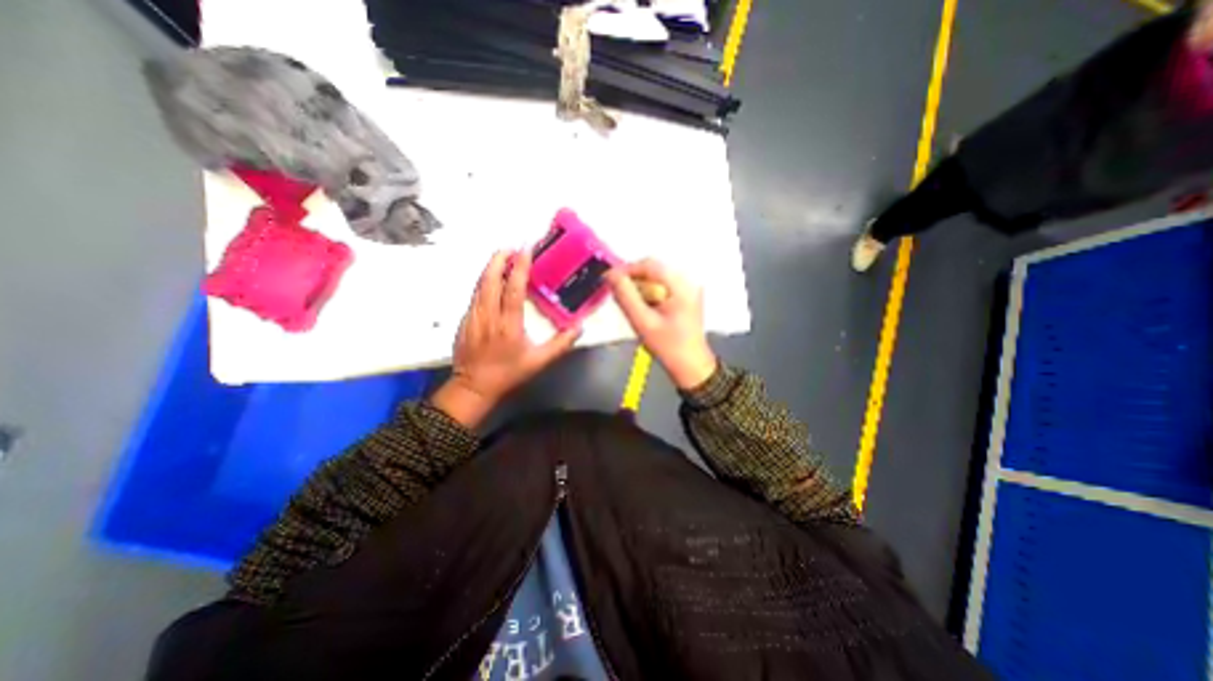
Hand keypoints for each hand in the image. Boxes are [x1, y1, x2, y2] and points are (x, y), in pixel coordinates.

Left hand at [430, 249, 581, 429]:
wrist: (473, 387)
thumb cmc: (508, 374)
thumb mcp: (539, 362)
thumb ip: (560, 344)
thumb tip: (578, 328)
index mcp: (508, 325)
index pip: (513, 289)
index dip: (519, 268)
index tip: (525, 251)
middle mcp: (488, 316)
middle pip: (490, 279)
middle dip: (499, 259)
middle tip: (510, 247)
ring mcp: (473, 316)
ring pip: (480, 285)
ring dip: (490, 268)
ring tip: (501, 256)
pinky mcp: (465, 320)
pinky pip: (475, 294)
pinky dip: (484, 281)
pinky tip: (491, 279)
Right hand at [612, 257, 713, 389]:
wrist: (691, 366)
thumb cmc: (668, 347)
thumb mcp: (643, 322)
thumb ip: (626, 297)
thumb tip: (610, 275)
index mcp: (682, 285)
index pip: (650, 264)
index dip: (627, 269)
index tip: (609, 279)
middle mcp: (689, 281)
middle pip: (654, 269)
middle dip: (633, 278)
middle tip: (616, 292)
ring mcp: (689, 288)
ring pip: (657, 278)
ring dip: (639, 286)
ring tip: (627, 301)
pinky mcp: (686, 296)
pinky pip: (662, 286)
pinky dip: (648, 292)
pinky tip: (641, 306)